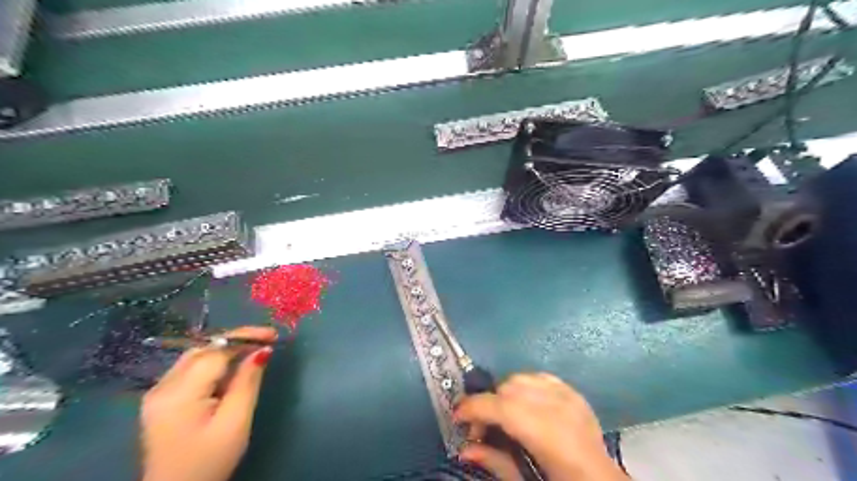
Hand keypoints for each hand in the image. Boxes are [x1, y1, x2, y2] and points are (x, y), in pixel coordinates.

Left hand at [140, 326, 276, 480]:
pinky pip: (190, 369)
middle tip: (266, 341)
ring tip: (253, 351)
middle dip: (236, 340)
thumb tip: (263, 350)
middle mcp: (162, 387)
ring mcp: (157, 393)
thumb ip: (248, 382)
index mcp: (179, 394)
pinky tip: (231, 368)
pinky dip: (214, 362)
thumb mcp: (235, 422)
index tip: (273, 335)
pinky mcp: (160, 400)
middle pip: (203, 349)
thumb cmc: (209, 461)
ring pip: (196, 356)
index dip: (245, 338)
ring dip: (225, 349)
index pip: (215, 351)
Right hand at [451, 374, 627, 480]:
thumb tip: (464, 449)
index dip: (473, 407)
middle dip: (489, 404)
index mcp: (546, 433)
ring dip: (506, 393)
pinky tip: (526, 405)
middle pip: (508, 388)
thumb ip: (495, 462)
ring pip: (522, 377)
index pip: (500, 407)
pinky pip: (541, 377)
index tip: (457, 416)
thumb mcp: (525, 480)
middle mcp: (557, 407)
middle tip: (483, 428)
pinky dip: (526, 387)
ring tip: (505, 416)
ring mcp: (568, 396)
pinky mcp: (575, 393)